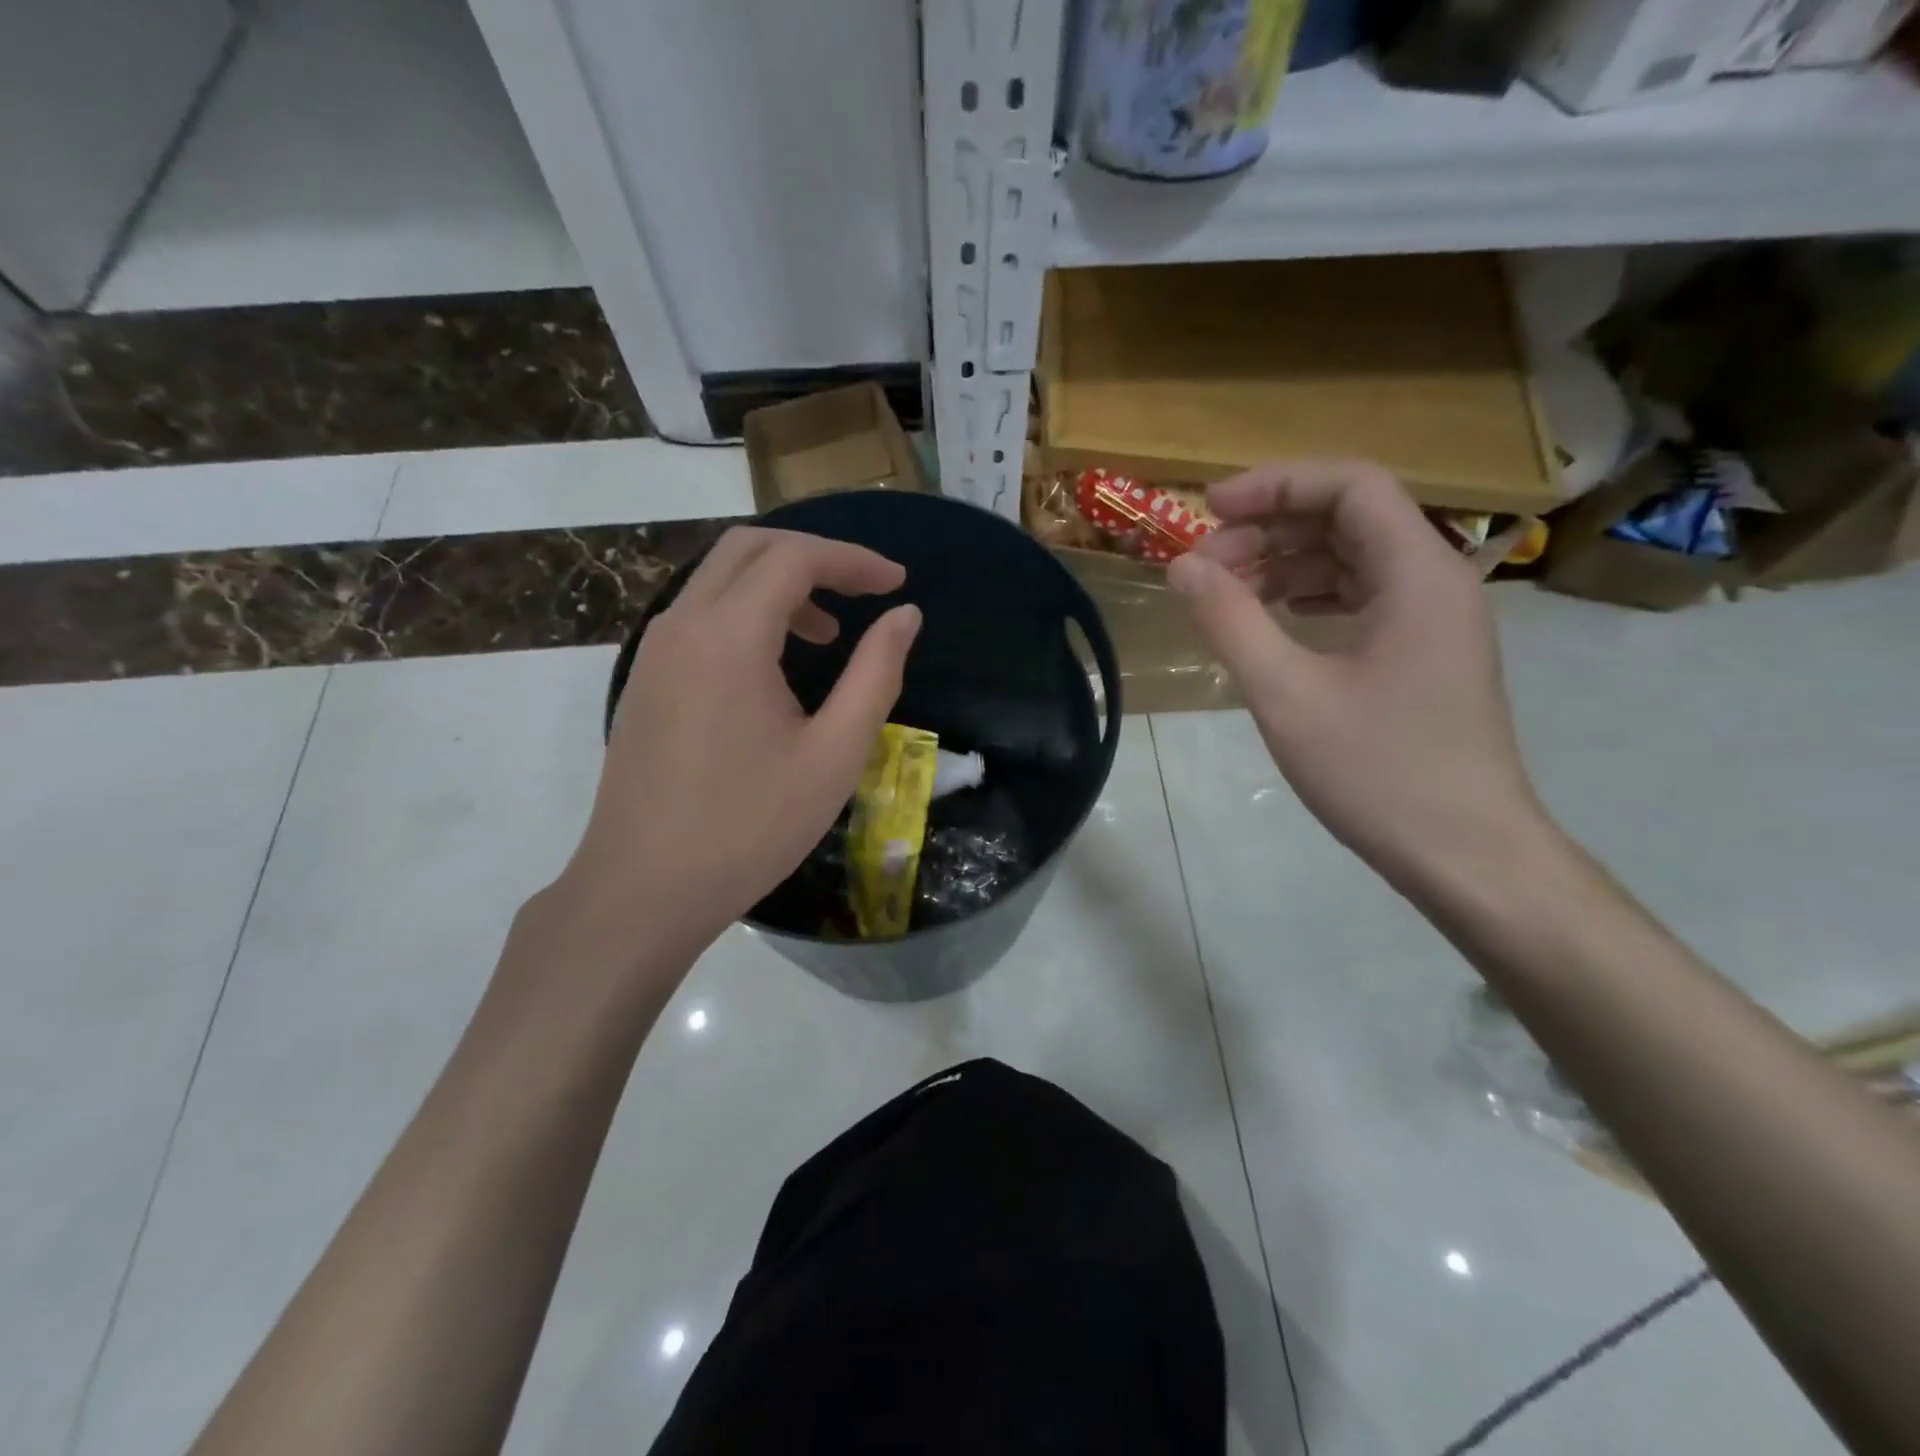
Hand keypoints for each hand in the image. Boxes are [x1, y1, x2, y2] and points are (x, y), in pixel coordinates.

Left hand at [561, 527, 920, 956]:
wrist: (644, 888)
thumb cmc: (751, 826)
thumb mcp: (835, 754)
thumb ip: (876, 674)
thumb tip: (904, 617)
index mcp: (729, 635)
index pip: (795, 558)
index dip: (854, 560)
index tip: (898, 583)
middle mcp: (683, 624)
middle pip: (750, 549)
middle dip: (816, 558)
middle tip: (865, 591)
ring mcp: (655, 650)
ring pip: (720, 579)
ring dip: (780, 586)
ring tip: (829, 633)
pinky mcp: (647, 679)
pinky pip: (700, 615)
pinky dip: (747, 613)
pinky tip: (776, 665)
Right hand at [1167, 460, 1545, 887]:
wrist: (1464, 854)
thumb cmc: (1379, 772)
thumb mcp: (1287, 695)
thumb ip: (1230, 621)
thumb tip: (1181, 566)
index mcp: (1418, 574)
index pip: (1350, 486)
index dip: (1275, 485)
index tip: (1208, 511)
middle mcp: (1435, 581)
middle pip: (1348, 518)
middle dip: (1269, 530)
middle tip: (1204, 567)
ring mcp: (1432, 619)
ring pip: (1352, 559)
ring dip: (1285, 565)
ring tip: (1225, 593)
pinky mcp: (1422, 653)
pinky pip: (1359, 598)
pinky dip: (1308, 598)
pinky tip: (1270, 621)